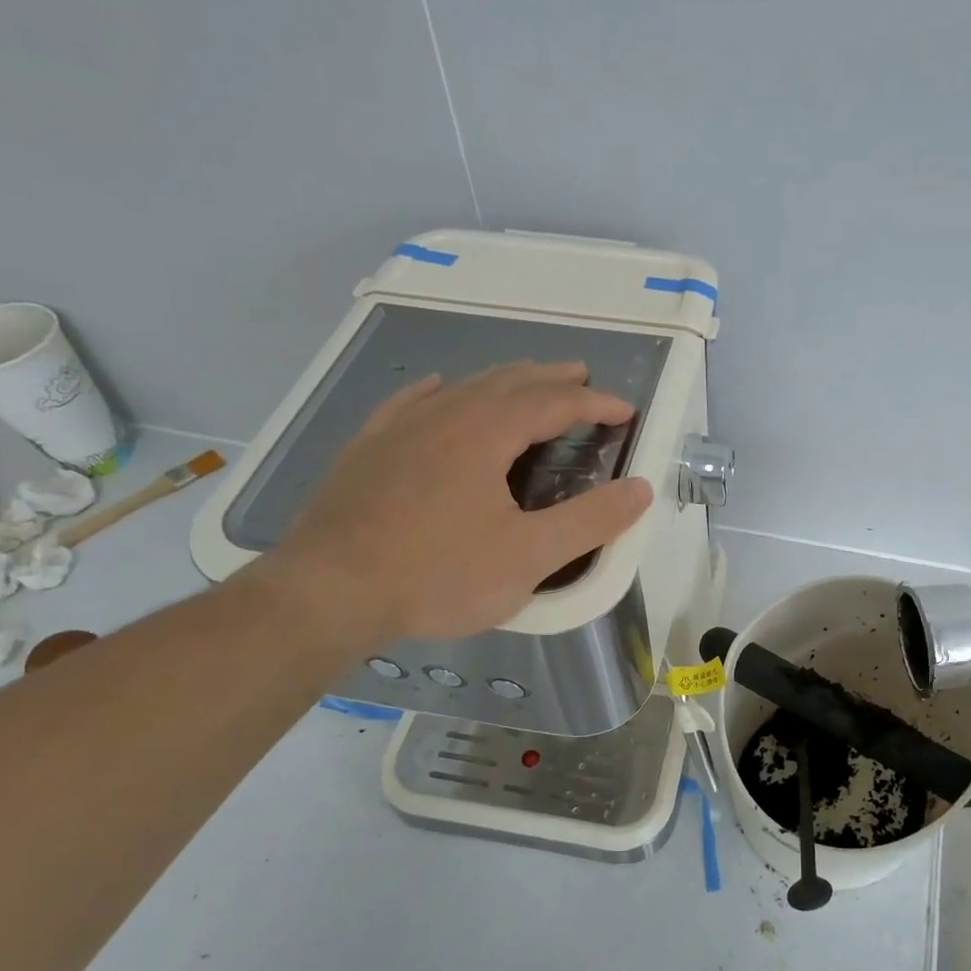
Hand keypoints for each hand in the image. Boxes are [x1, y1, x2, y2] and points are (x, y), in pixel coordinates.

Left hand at [256, 361, 652, 644]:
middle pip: (508, 382)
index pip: (554, 403)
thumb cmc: (438, 574)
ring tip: (527, 382)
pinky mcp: (367, 449)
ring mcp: (399, 428)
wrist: (329, 592)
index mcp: (486, 433)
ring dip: (503, 381)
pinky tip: (438, 388)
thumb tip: (641, 489)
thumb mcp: (529, 557)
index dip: (595, 403)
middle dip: (551, 378)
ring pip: (462, 387)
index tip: (625, 410)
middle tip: (581, 378)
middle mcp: (444, 415)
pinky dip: (438, 391)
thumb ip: (591, 521)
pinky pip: (410, 402)